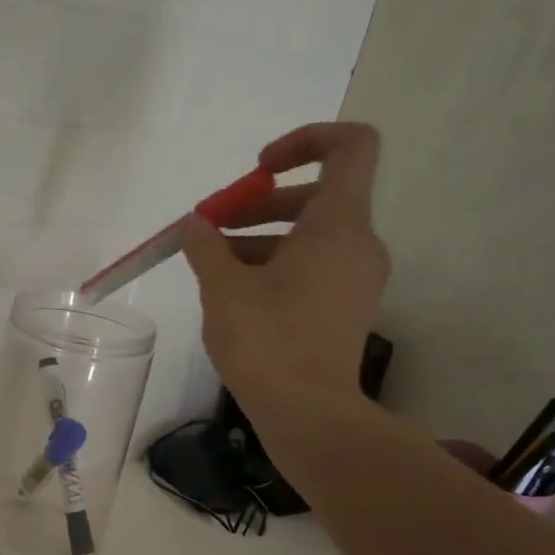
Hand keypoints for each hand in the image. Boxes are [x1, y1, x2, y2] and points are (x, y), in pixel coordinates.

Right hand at [180, 121, 389, 408]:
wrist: (308, 413)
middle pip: (318, 194)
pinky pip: (314, 265)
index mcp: (339, 224)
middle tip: (213, 226)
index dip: (305, 140)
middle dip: (260, 201)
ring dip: (262, 236)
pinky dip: (278, 264)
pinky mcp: (346, 306)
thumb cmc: (267, 343)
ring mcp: (357, 277)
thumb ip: (206, 246)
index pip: (350, 145)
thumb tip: (195, 225)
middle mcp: (359, 242)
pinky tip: (235, 290)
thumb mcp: (223, 289)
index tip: (258, 168)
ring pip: (311, 234)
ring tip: (212, 262)